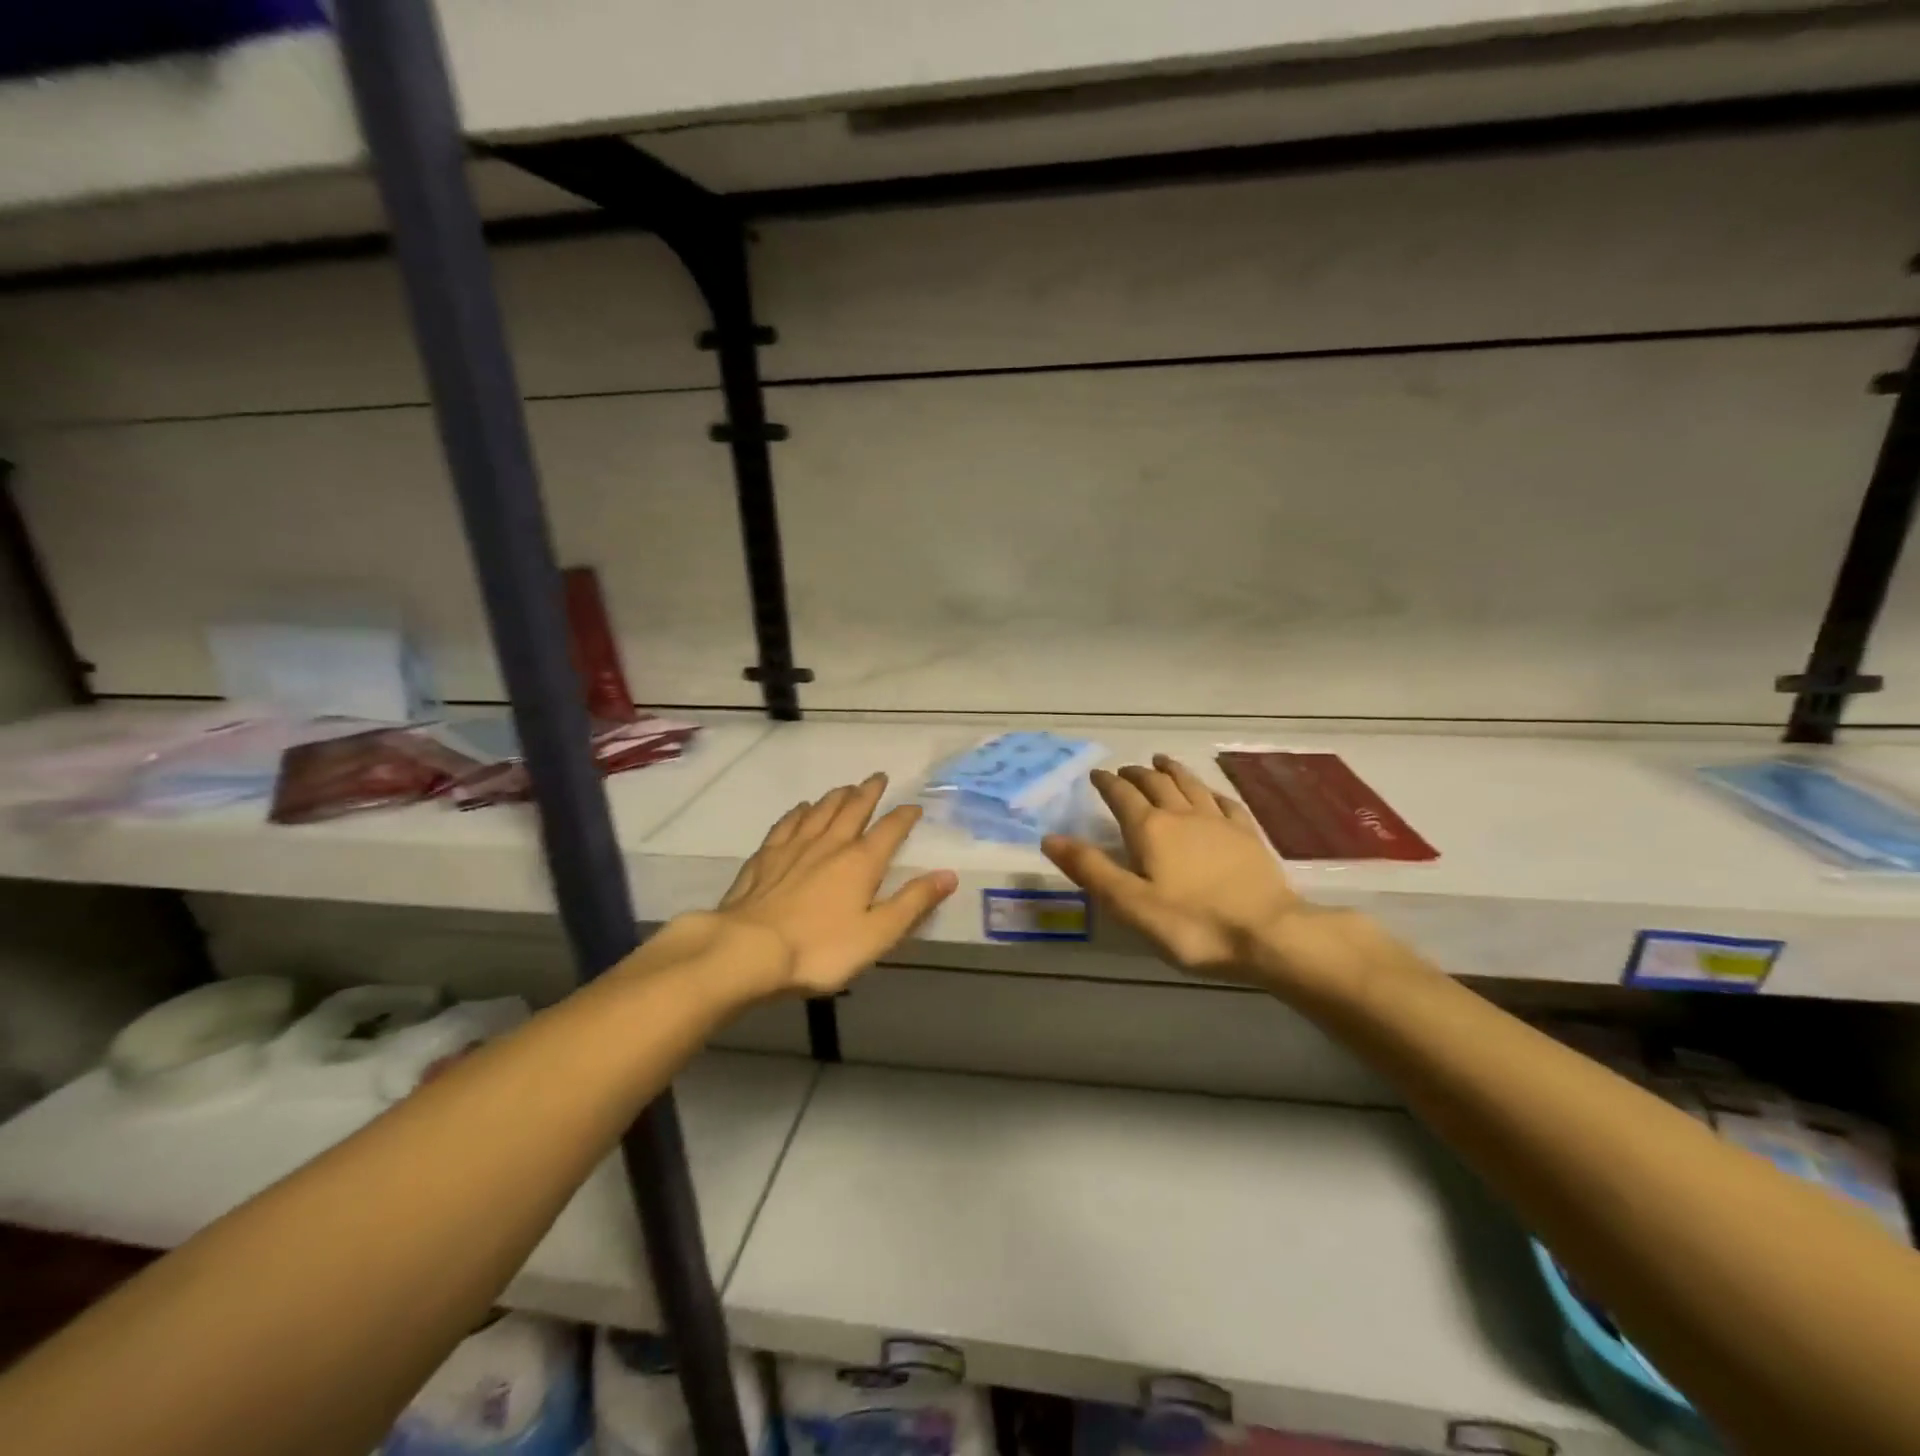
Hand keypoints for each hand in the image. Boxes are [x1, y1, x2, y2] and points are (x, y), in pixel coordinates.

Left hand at [710, 774, 957, 997]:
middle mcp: (830, 845)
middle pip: (852, 809)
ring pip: (819, 811)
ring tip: (845, 788)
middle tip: (878, 777)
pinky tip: (799, 809)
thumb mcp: (878, 933)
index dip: (904, 816)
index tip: (914, 806)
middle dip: (868, 792)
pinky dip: (797, 813)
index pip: (889, 830)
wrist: (749, 951)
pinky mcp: (764, 858)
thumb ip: (913, 903)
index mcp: (861, 862)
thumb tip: (948, 875)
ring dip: (835, 797)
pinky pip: (786, 825)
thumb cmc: (820, 948)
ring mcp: (793, 848)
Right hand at [1043, 755, 1341, 990]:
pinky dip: (1209, 792)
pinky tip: (1209, 793)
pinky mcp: (1247, 835)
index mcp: (1150, 829)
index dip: (1106, 783)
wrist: (1268, 934)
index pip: (1121, 796)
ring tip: (1161, 761)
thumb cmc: (1192, 924)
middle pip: (1155, 783)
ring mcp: (1218, 822)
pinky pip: (1223, 802)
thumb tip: (1050, 837)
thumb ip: (1090, 869)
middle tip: (1125, 770)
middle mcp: (1182, 815)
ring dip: (1172, 770)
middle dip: (1136, 773)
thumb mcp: (1130, 904)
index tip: (1096, 774)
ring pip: (1190, 784)